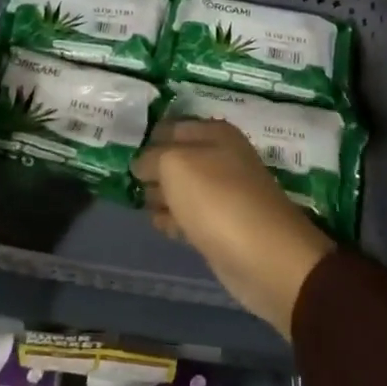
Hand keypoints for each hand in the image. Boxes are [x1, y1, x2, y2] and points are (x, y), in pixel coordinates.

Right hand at [135, 119, 335, 337]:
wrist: (264, 258)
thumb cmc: (217, 200)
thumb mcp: (174, 165)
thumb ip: (151, 158)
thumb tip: (141, 165)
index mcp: (215, 133)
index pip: (170, 127)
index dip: (146, 139)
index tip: (122, 154)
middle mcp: (221, 157)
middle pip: (175, 159)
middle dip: (152, 170)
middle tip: (127, 182)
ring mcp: (223, 193)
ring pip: (181, 189)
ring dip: (161, 196)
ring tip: (141, 204)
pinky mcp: (222, 226)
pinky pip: (189, 216)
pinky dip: (174, 220)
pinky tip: (161, 226)